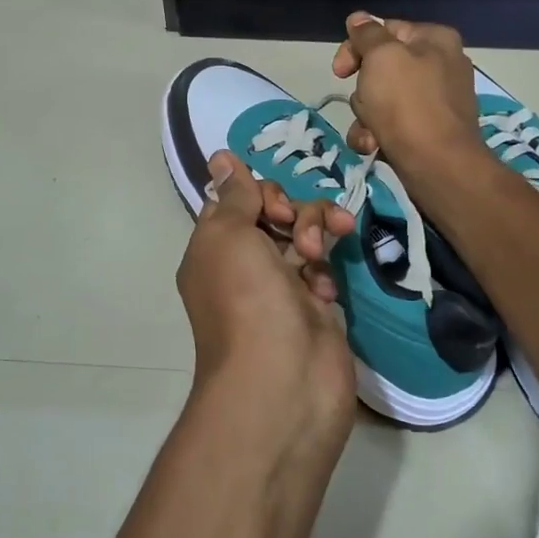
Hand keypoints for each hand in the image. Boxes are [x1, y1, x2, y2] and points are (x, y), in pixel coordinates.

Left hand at [175, 151, 358, 448]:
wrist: (283, 382)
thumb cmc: (247, 300)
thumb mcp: (230, 236)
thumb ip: (235, 195)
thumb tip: (220, 156)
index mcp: (213, 249)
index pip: (235, 200)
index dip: (257, 192)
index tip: (272, 204)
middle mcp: (242, 266)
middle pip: (273, 214)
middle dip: (293, 211)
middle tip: (299, 232)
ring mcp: (279, 288)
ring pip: (302, 237)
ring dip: (314, 234)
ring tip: (318, 252)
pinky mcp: (313, 308)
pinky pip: (322, 271)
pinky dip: (325, 273)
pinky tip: (325, 292)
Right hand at [331, 12, 489, 177]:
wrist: (437, 165)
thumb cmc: (407, 103)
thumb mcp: (381, 57)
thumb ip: (367, 34)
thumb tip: (359, 18)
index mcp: (435, 39)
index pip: (385, 29)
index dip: (356, 47)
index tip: (339, 70)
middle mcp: (440, 65)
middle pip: (381, 68)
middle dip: (363, 90)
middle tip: (366, 103)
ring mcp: (435, 101)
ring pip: (381, 99)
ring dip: (365, 117)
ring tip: (372, 132)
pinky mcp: (428, 131)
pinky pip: (391, 124)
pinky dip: (377, 135)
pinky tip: (374, 146)